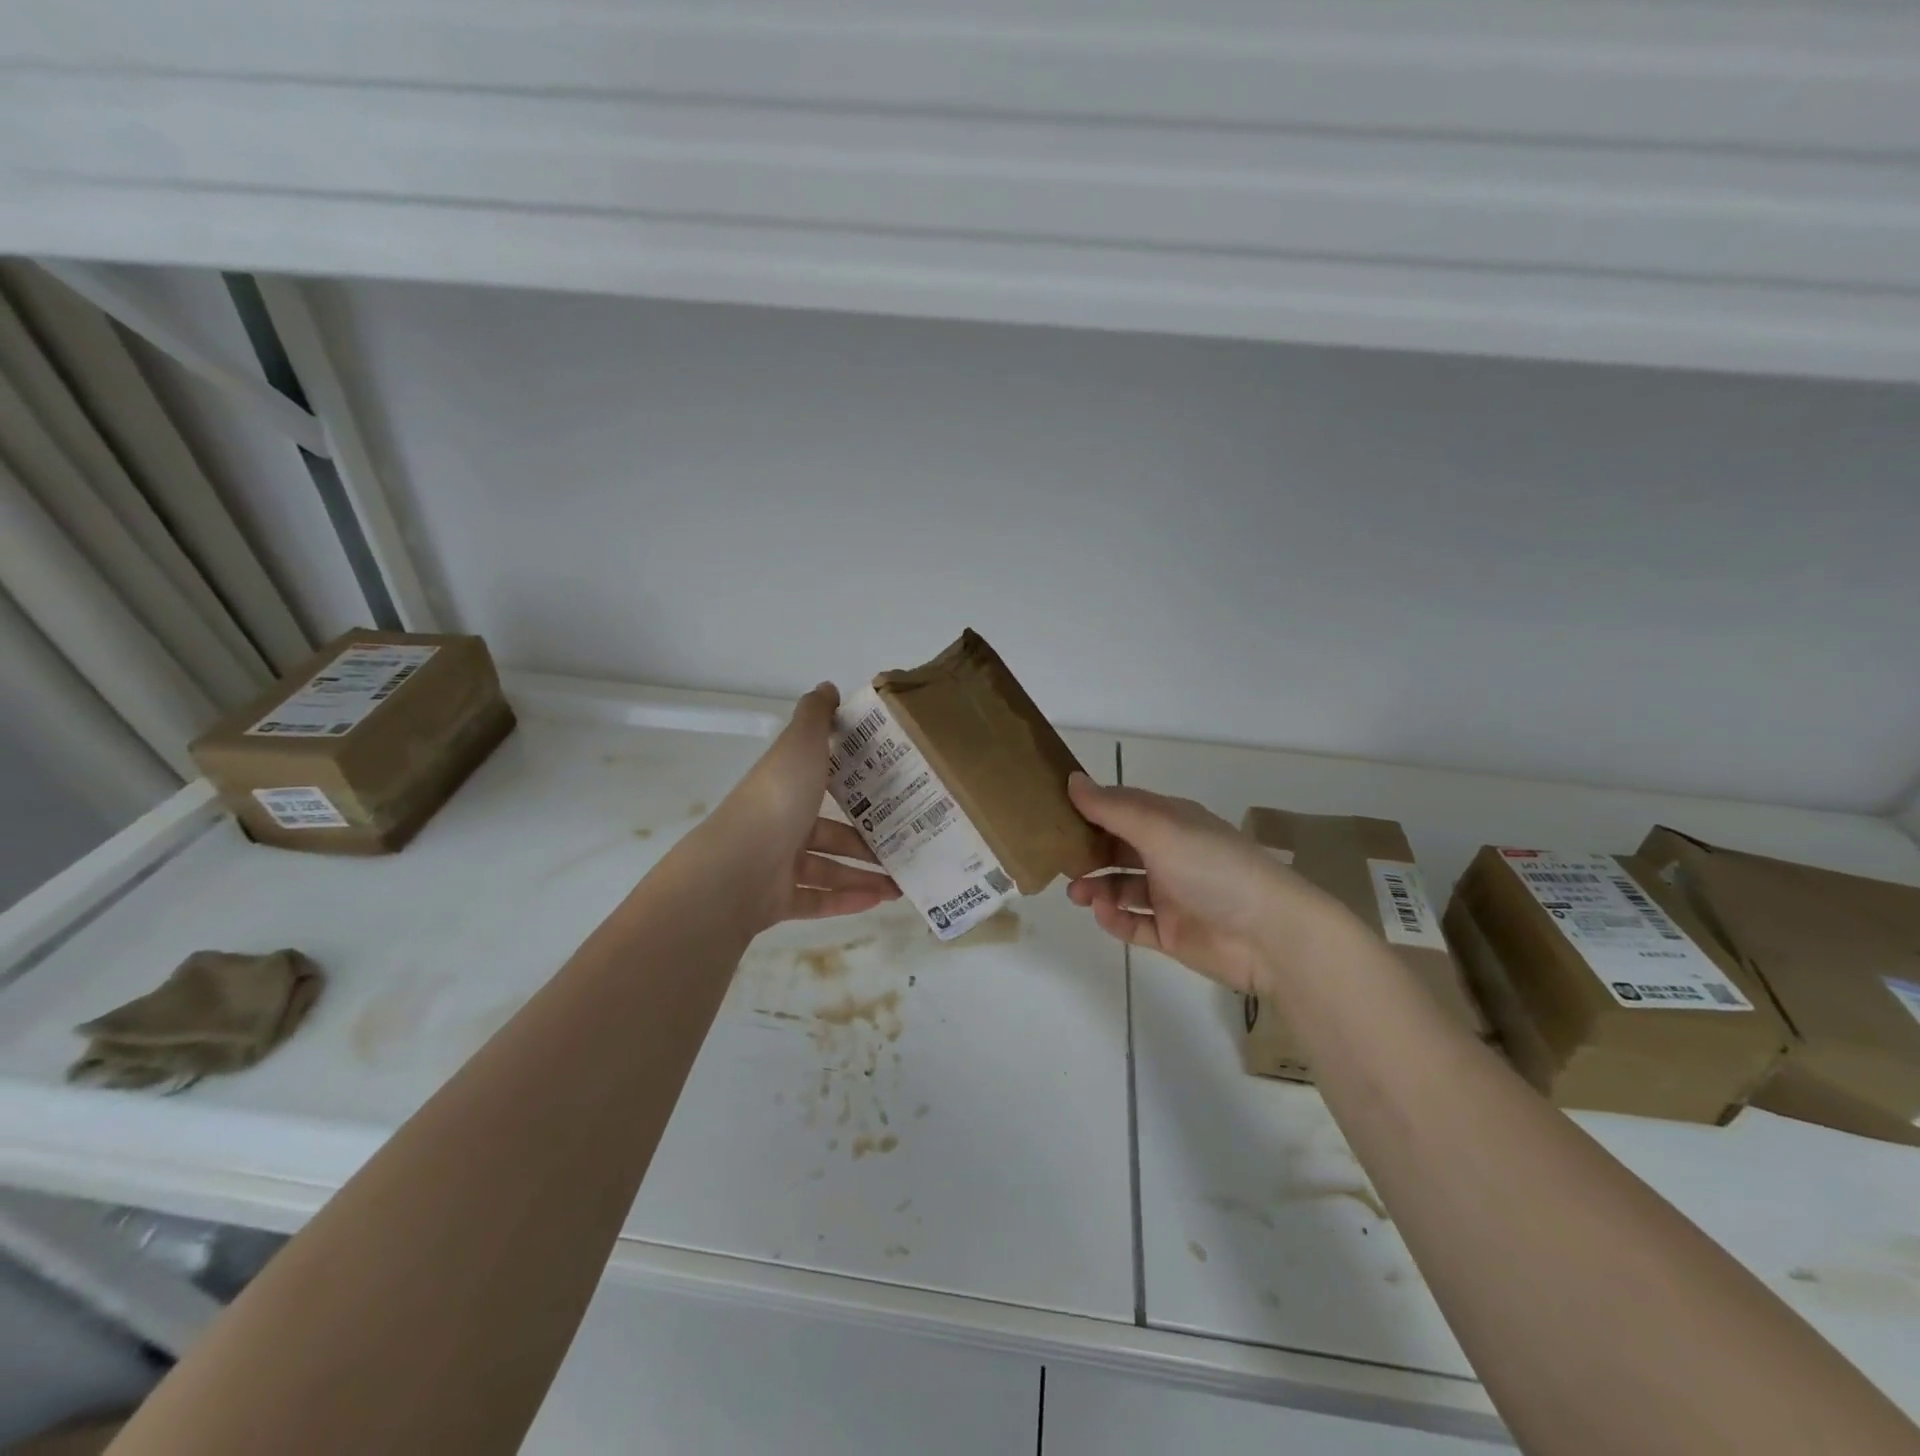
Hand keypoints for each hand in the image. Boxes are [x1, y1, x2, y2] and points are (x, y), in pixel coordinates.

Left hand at [708, 684, 900, 931]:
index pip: (822, 785)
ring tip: (902, 884)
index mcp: (786, 788)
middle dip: (868, 842)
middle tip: (906, 846)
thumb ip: (816, 716)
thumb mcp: (800, 745)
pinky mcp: (778, 902)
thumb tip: (828, 687)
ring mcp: (777, 866)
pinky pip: (818, 901)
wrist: (738, 866)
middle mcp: (781, 825)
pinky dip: (846, 902)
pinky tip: (878, 901)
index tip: (890, 793)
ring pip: (829, 871)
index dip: (853, 789)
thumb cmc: (777, 799)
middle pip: (832, 834)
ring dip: (865, 876)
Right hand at [1064, 775, 1346, 995]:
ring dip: (1096, 886)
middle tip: (1057, 858)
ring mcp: (1171, 895)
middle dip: (1087, 851)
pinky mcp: (1172, 932)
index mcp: (1171, 822)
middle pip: (1118, 847)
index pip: (1123, 808)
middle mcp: (1169, 855)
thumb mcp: (1161, 828)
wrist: (1270, 934)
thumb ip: (1113, 808)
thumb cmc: (1214, 868)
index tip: (1053, 812)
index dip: (1090, 808)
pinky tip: (1103, 913)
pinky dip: (1115, 919)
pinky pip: (1134, 923)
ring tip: (1077, 893)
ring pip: (1121, 886)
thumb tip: (1072, 779)